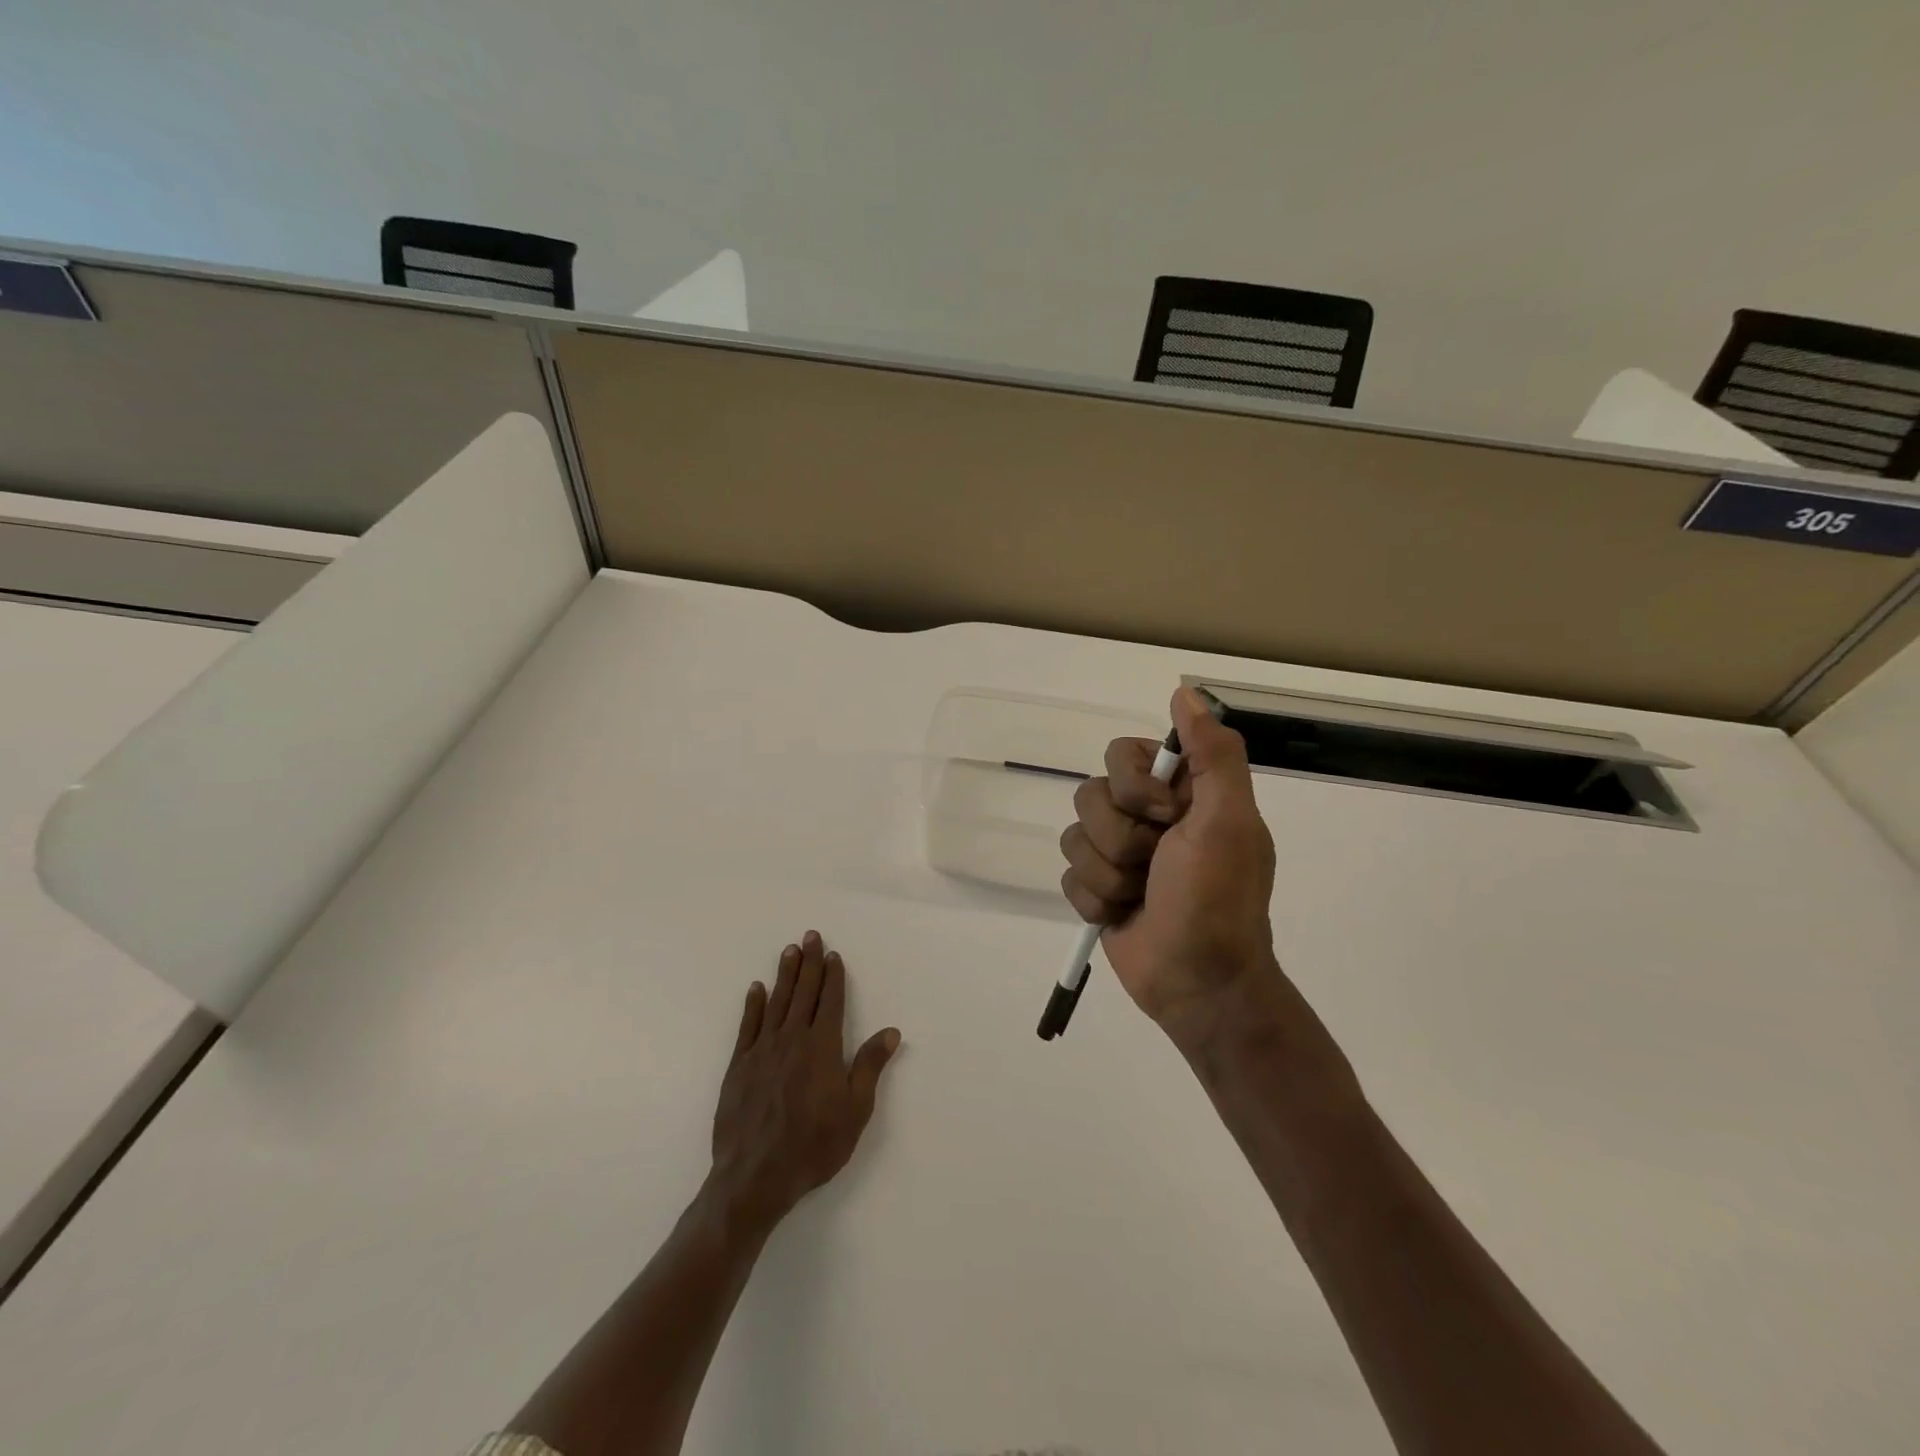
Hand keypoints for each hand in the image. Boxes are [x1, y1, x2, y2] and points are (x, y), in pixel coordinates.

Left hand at [709, 931, 900, 1231]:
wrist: (755, 1177)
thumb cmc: (814, 1145)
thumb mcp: (855, 1110)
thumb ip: (870, 1066)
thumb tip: (891, 1031)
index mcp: (822, 1047)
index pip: (830, 1001)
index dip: (833, 976)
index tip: (833, 954)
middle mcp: (792, 1039)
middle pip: (803, 992)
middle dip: (809, 962)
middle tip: (810, 935)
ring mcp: (762, 1050)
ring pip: (776, 1002)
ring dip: (784, 974)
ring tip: (789, 950)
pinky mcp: (739, 1066)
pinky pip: (748, 1026)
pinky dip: (753, 1005)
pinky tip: (756, 988)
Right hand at [1059, 686, 1280, 1042]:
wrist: (1199, 983)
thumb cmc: (1217, 899)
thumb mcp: (1228, 821)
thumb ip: (1213, 754)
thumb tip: (1184, 691)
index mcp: (1181, 792)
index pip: (1122, 753)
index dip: (1134, 786)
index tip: (1167, 818)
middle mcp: (1147, 815)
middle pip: (1089, 794)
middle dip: (1121, 838)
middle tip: (1157, 866)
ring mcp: (1119, 852)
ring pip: (1074, 836)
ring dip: (1110, 874)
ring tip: (1141, 896)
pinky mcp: (1097, 887)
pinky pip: (1068, 875)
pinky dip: (1097, 900)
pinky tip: (1124, 915)